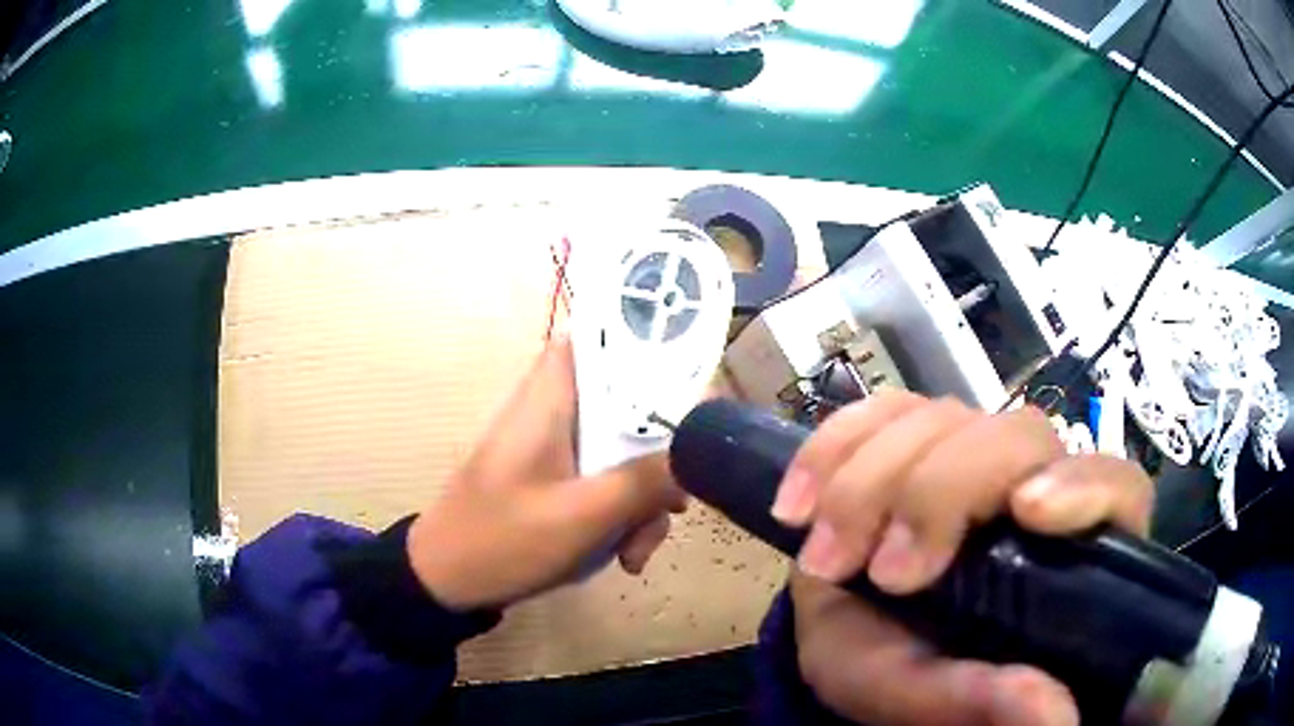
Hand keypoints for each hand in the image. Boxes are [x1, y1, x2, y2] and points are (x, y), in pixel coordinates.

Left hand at [406, 339, 685, 610]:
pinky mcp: (557, 479)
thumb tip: (701, 453)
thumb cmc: (503, 540)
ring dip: (643, 499)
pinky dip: (622, 513)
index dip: (650, 344)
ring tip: (636, 552)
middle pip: (629, 404)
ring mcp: (558, 448)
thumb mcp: (582, 516)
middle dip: (660, 456)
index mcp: (551, 397)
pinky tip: (624, 556)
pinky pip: (607, 480)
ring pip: (624, 449)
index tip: (694, 380)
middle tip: (674, 503)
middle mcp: (556, 411)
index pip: (600, 335)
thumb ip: (644, 481)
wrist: (447, 584)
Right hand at [776, 392, 1152, 724]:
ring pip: (942, 416)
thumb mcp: (923, 697)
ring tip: (823, 556)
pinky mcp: (915, 439)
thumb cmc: (897, 670)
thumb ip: (976, 702)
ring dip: (870, 479)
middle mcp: (1026, 488)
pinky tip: (797, 502)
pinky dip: (834, 446)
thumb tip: (1050, 712)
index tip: (1026, 513)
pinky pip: (882, 411)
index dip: (1083, 484)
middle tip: (878, 572)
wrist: (842, 641)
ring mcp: (970, 455)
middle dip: (934, 492)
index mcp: (1061, 552)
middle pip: (1013, 436)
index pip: (1112, 487)